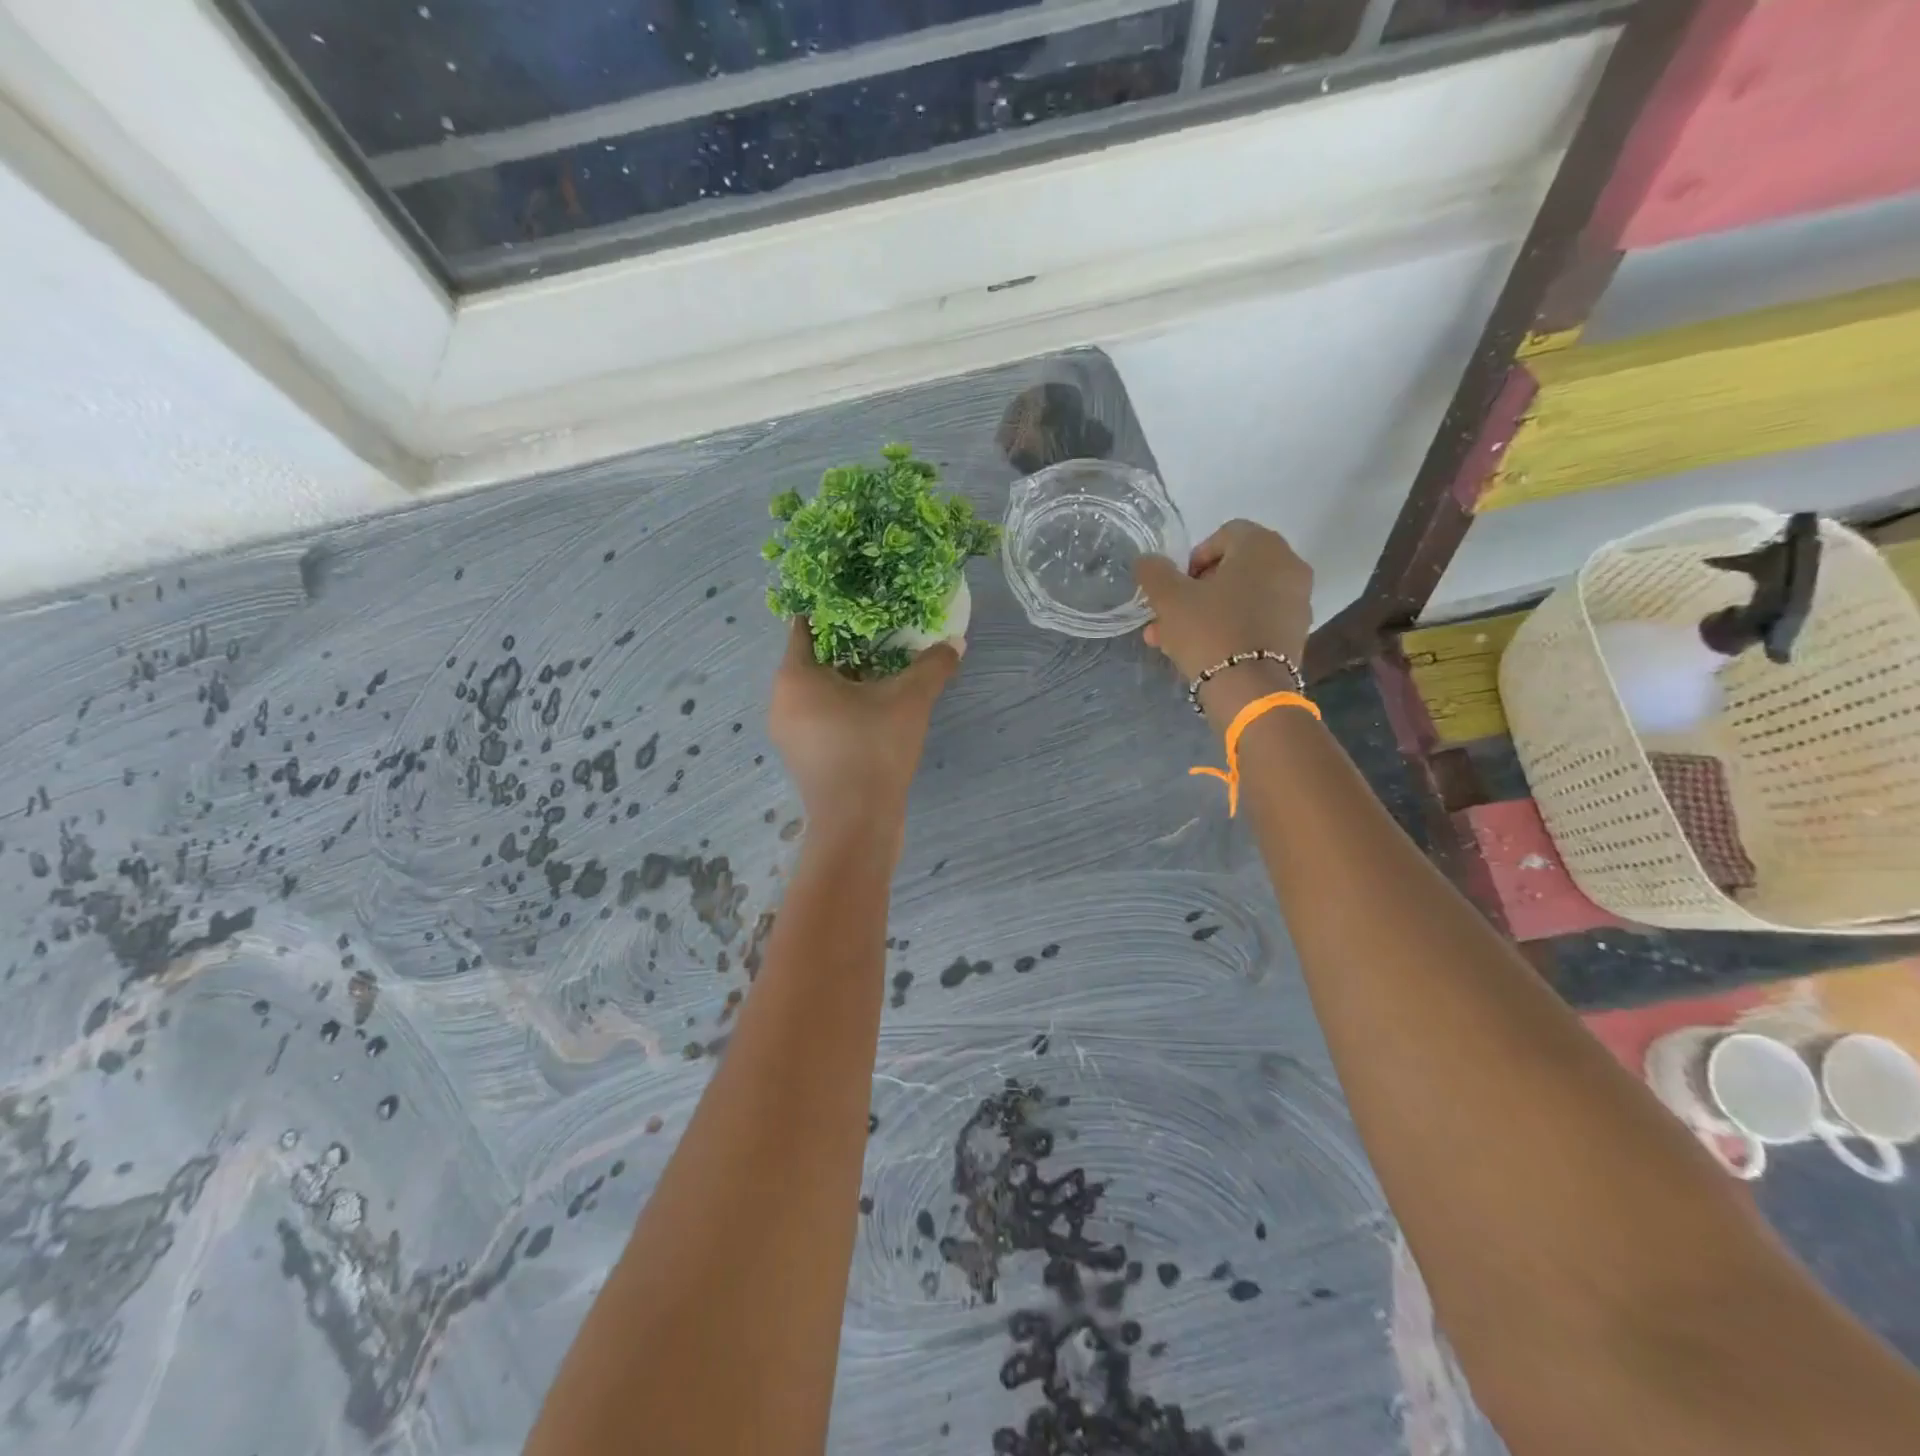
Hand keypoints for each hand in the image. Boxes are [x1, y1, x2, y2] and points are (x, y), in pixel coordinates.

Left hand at [770, 619, 958, 846]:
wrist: (858, 823)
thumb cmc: (873, 749)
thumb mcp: (909, 700)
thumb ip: (932, 666)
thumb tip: (956, 642)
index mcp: (795, 677)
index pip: (806, 626)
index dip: (832, 609)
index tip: (860, 599)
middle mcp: (782, 700)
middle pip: (815, 659)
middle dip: (849, 645)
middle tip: (884, 631)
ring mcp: (790, 732)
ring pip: (819, 691)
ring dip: (850, 678)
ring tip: (887, 666)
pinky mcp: (804, 756)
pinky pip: (822, 716)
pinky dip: (845, 706)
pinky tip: (878, 706)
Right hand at [1134, 521, 1313, 712]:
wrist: (1249, 690)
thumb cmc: (1209, 630)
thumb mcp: (1169, 598)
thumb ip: (1154, 572)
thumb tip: (1147, 561)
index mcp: (1263, 546)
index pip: (1224, 534)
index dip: (1194, 558)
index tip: (1176, 586)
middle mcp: (1288, 566)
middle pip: (1234, 569)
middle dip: (1197, 591)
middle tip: (1170, 616)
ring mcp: (1297, 602)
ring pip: (1242, 598)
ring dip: (1208, 613)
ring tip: (1174, 641)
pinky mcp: (1295, 634)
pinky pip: (1256, 620)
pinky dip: (1231, 628)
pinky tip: (1202, 652)